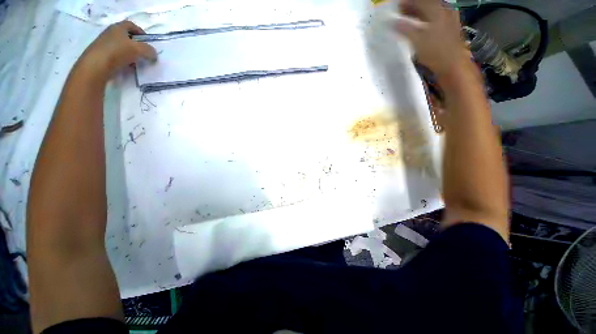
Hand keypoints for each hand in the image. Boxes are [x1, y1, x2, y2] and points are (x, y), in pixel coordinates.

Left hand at [78, 21, 156, 80]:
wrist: (96, 65)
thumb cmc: (118, 52)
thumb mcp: (139, 50)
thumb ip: (149, 50)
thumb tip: (154, 54)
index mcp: (118, 27)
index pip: (131, 25)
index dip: (141, 32)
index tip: (148, 41)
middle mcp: (110, 33)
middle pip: (126, 36)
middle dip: (136, 44)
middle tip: (144, 53)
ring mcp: (104, 44)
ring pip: (122, 47)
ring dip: (130, 54)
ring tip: (137, 63)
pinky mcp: (101, 55)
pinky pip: (116, 56)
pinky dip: (123, 60)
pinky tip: (127, 67)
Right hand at [395, 0, 468, 76]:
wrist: (452, 64)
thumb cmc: (435, 52)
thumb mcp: (417, 40)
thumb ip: (404, 29)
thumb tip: (392, 22)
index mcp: (436, 10)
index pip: (419, 1)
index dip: (406, 2)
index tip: (396, 6)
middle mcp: (444, 10)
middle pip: (426, 4)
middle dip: (412, 6)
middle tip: (399, 12)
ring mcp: (448, 18)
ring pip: (430, 11)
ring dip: (417, 13)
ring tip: (406, 18)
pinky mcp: (449, 27)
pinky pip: (434, 18)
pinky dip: (424, 19)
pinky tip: (418, 25)